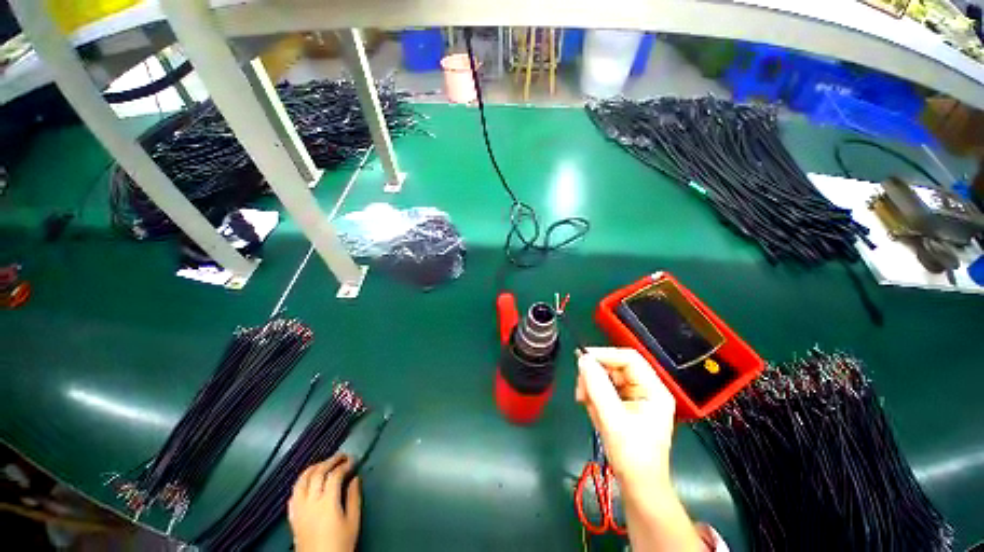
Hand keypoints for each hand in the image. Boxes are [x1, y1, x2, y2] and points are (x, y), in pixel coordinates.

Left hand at [288, 455, 360, 551]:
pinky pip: (294, 494)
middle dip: (330, 461)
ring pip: (302, 481)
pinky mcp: (293, 517)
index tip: (353, 460)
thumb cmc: (340, 544)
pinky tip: (308, 482)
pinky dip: (301, 483)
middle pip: (317, 473)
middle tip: (341, 456)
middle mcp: (311, 502)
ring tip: (324, 463)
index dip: (344, 465)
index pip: (334, 475)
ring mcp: (299, 509)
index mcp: (327, 503)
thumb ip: (353, 498)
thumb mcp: (353, 522)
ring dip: (313, 468)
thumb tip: (355, 478)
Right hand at [575, 347, 675, 488]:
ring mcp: (634, 397)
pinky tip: (592, 410)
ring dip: (592, 388)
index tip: (582, 359)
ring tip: (586, 404)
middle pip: (615, 367)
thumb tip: (583, 359)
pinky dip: (594, 397)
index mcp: (653, 390)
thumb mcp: (613, 419)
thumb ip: (597, 387)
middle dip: (595, 376)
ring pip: (606, 378)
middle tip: (581, 390)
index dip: (605, 355)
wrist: (637, 486)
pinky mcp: (624, 405)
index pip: (629, 358)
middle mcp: (645, 389)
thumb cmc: (632, 455)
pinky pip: (604, 390)